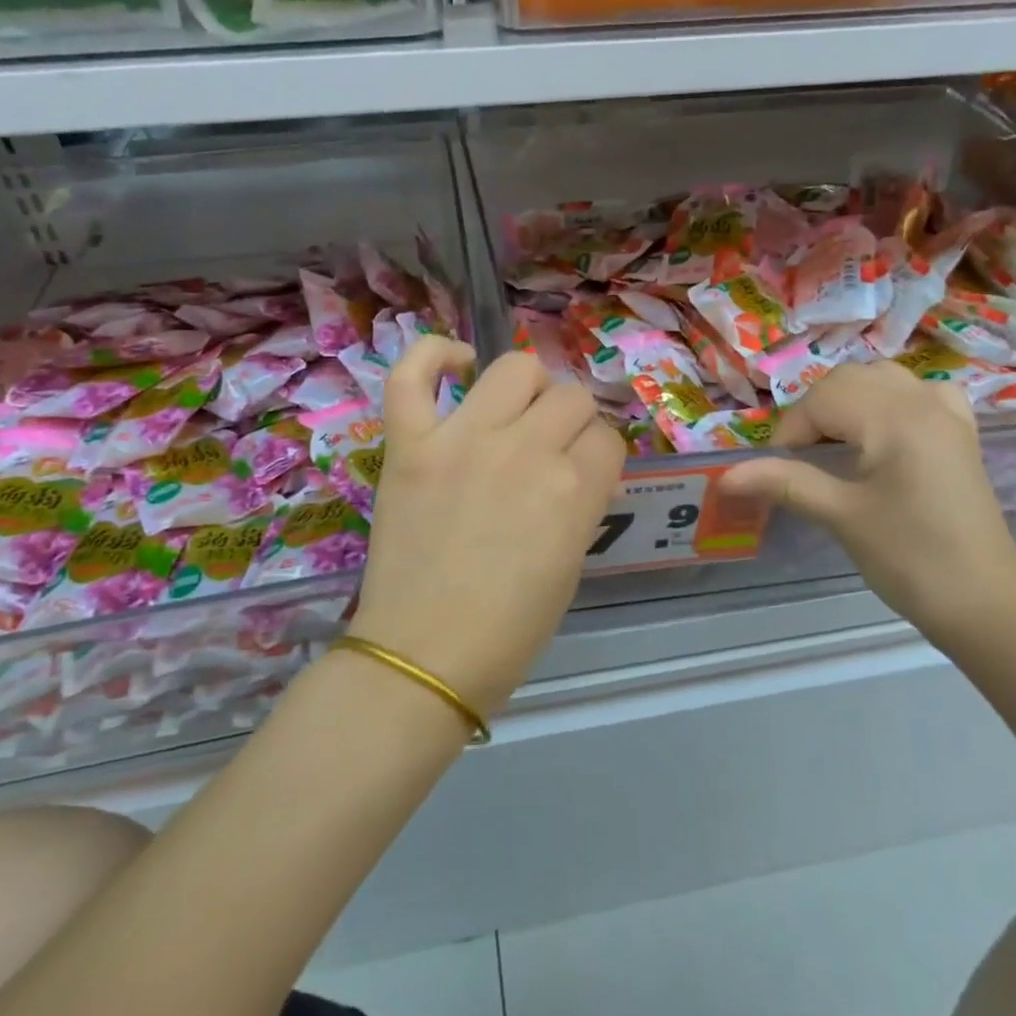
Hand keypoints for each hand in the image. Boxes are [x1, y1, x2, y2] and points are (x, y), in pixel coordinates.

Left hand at [353, 338, 625, 716]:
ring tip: (514, 414)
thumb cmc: (508, 631)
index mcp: (573, 490)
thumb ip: (580, 504)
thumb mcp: (570, 566)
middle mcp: (524, 450)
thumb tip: (576, 468)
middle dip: (571, 424)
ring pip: (514, 368)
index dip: (599, 456)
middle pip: (570, 396)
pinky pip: (413, 375)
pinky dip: (433, 357)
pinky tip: (456, 366)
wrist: (423, 657)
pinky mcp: (409, 444)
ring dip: (527, 388)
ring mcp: (461, 440)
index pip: (607, 438)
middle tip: (550, 451)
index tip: (584, 475)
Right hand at [720, 363, 1015, 635]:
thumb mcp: (841, 517)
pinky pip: (919, 393)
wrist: (984, 603)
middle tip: (801, 460)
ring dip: (848, 400)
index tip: (778, 471)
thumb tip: (725, 476)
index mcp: (895, 418)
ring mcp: (947, 414)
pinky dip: (891, 400)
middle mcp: (922, 401)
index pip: (821, 400)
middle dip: (814, 413)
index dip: (789, 432)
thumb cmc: (909, 559)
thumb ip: (783, 484)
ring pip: (882, 378)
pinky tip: (884, 430)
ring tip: (835, 443)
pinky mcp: (960, 434)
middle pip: (848, 379)